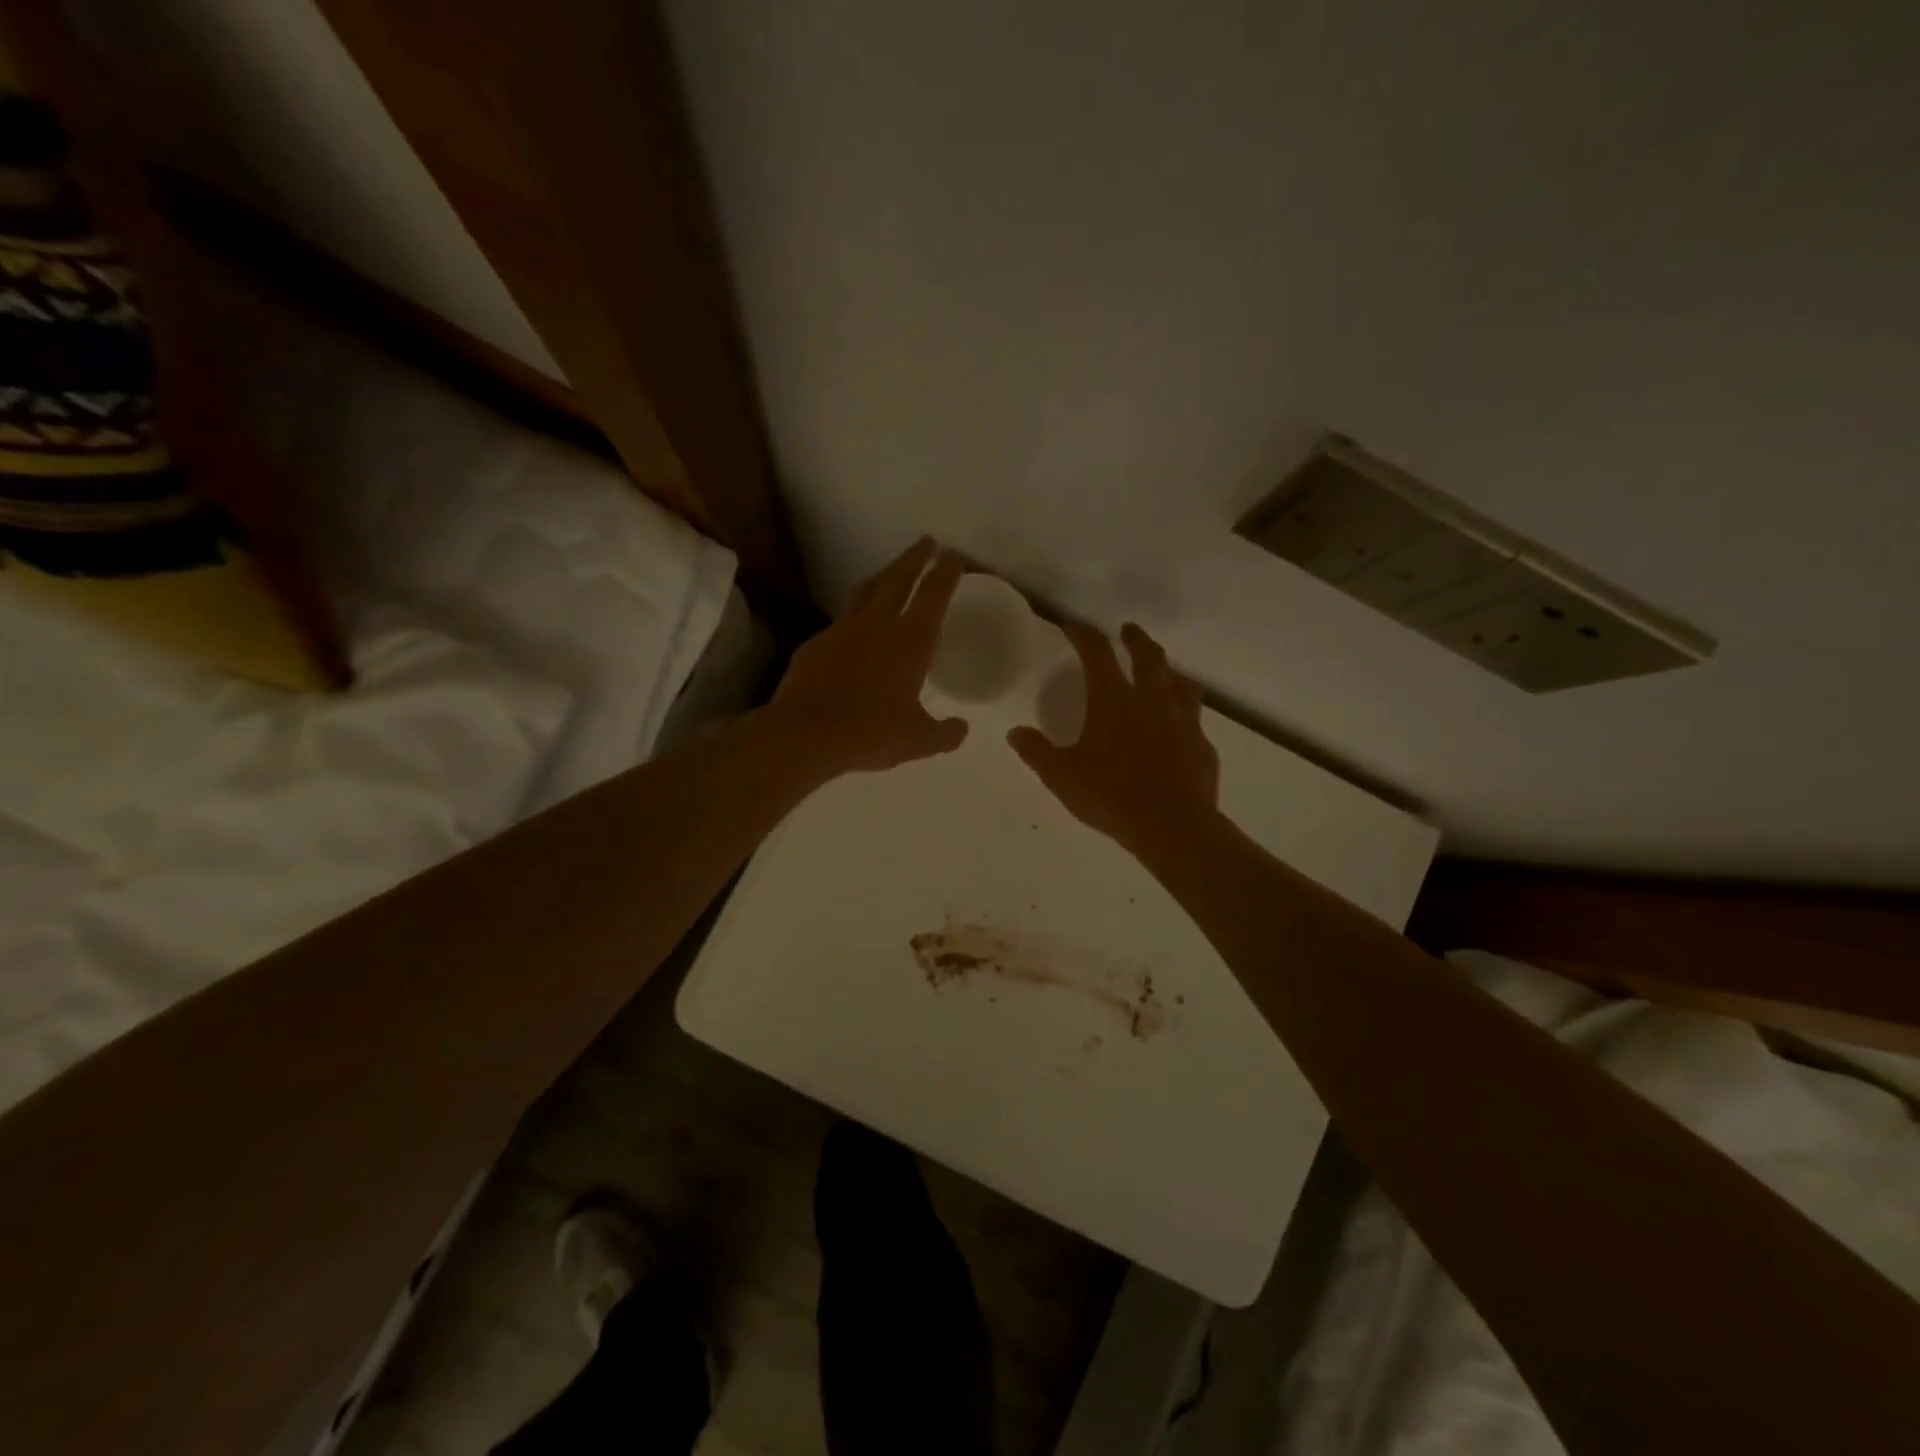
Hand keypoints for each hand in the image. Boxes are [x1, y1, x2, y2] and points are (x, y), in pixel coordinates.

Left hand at [772, 538, 968, 774]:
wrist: (806, 733)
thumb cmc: (872, 732)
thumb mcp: (918, 740)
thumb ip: (944, 733)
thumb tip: (961, 729)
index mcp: (911, 640)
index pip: (934, 594)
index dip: (946, 572)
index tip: (953, 556)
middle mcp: (878, 624)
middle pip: (899, 577)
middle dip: (915, 557)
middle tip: (926, 542)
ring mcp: (843, 629)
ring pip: (866, 591)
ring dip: (883, 577)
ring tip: (890, 574)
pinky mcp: (816, 643)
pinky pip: (841, 623)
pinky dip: (854, 619)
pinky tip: (854, 634)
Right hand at [1007, 622, 1218, 855]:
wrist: (1172, 826)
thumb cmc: (1111, 796)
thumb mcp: (1062, 777)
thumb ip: (1037, 752)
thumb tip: (1015, 733)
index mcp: (1113, 700)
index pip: (1097, 653)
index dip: (1084, 635)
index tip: (1075, 627)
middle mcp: (1151, 700)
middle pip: (1147, 656)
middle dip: (1135, 639)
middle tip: (1128, 630)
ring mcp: (1182, 720)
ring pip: (1180, 681)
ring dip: (1167, 670)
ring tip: (1163, 671)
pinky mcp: (1201, 744)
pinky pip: (1194, 717)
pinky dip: (1184, 711)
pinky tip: (1179, 725)